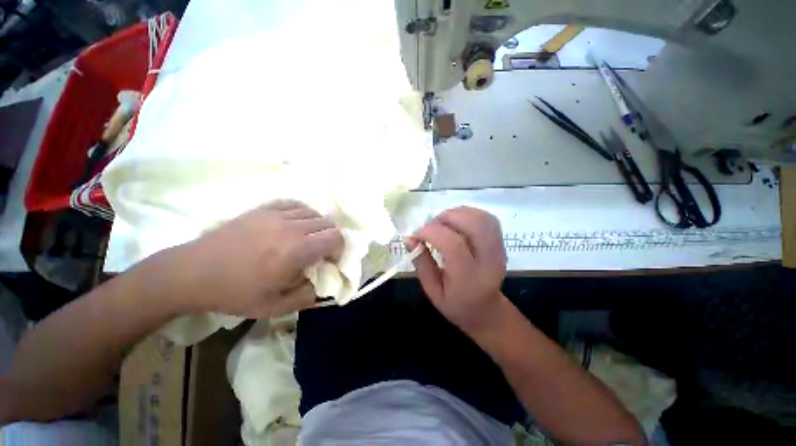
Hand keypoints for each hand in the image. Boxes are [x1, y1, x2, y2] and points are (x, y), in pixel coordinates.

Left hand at [173, 200, 342, 318]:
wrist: (200, 271)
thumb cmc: (236, 293)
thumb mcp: (274, 307)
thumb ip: (304, 297)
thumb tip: (318, 285)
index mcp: (296, 250)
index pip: (335, 237)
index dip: (339, 250)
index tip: (331, 263)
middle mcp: (289, 225)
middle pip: (325, 221)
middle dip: (329, 237)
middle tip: (319, 255)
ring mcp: (273, 213)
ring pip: (308, 209)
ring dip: (315, 224)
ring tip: (305, 241)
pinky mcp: (259, 209)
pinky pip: (289, 203)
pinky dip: (298, 212)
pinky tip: (290, 225)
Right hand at [407, 207, 508, 335]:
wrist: (486, 310)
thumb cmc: (456, 304)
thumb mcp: (433, 291)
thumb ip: (422, 264)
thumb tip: (409, 238)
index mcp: (468, 278)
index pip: (453, 244)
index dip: (432, 232)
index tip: (417, 234)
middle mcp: (487, 260)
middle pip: (473, 225)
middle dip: (448, 217)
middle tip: (431, 226)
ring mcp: (498, 250)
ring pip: (482, 218)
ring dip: (459, 213)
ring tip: (444, 223)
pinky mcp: (501, 243)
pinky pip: (488, 219)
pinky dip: (471, 214)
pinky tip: (458, 223)